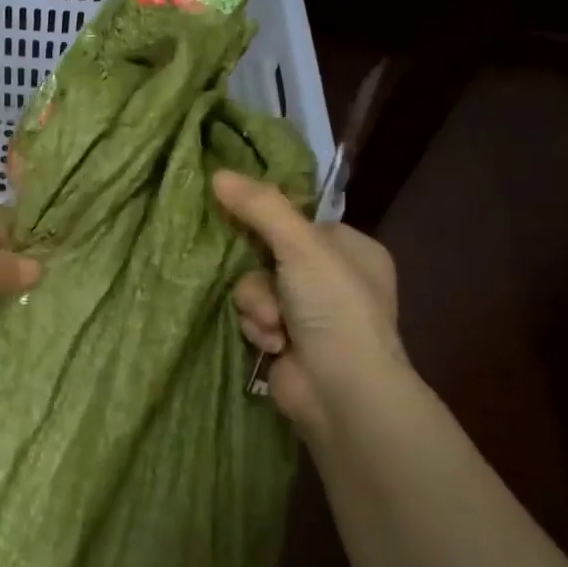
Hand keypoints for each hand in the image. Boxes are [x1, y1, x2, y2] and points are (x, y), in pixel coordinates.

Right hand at [213, 170, 406, 440]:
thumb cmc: (334, 309)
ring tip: (272, 325)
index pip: (297, 221)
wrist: (342, 393)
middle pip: (269, 254)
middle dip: (259, 274)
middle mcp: (332, 279)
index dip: (267, 221)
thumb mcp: (301, 247)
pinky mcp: (287, 341)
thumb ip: (261, 207)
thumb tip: (217, 173)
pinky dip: (258, 327)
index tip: (236, 215)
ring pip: (255, 286)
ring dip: (256, 303)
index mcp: (350, 250)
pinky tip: (272, 344)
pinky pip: (254, 317)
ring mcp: (309, 313)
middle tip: (264, 284)